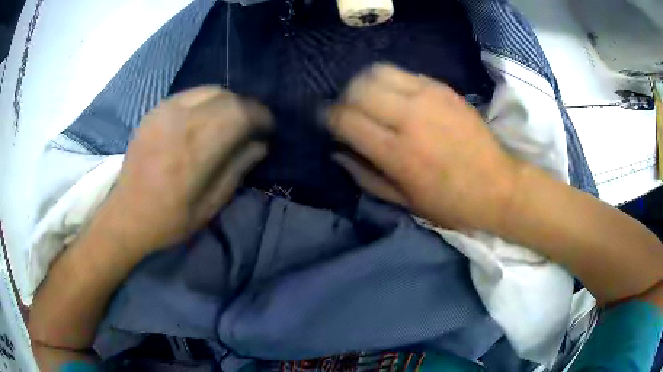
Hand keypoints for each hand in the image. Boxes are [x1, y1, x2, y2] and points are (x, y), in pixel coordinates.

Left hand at [100, 86, 271, 251]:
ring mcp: (163, 112)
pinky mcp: (153, 111)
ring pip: (209, 90)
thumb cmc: (169, 219)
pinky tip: (205, 119)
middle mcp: (179, 121)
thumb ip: (237, 168)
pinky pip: (189, 94)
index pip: (240, 114)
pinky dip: (206, 101)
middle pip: (227, 97)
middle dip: (246, 108)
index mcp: (195, 149)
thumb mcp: (210, 204)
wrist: (126, 215)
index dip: (261, 116)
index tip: (269, 128)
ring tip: (230, 121)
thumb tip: (260, 144)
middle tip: (252, 126)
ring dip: (227, 102)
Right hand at [327, 64, 520, 230]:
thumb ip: (365, 176)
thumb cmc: (450, 203)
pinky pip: (404, 73)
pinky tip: (395, 95)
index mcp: (396, 153)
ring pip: (378, 72)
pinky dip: (390, 81)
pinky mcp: (443, 89)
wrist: (498, 186)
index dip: (328, 117)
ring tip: (369, 98)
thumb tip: (337, 152)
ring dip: (364, 83)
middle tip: (349, 111)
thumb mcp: (404, 202)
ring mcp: (428, 98)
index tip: (328, 120)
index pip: (345, 119)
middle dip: (344, 98)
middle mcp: (409, 118)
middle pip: (358, 89)